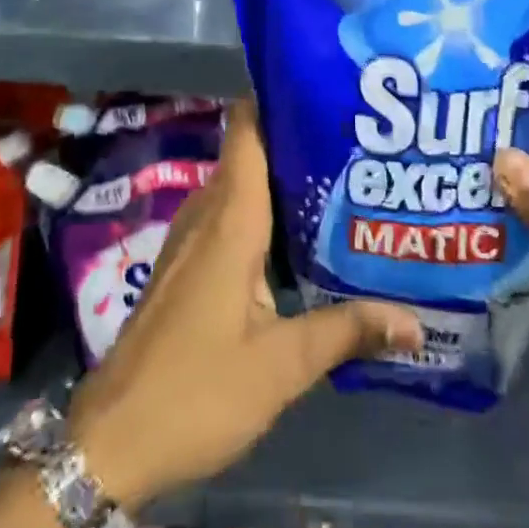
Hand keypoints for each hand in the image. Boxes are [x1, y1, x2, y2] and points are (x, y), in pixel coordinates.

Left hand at [70, 99, 422, 509]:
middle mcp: (208, 215)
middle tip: (356, 139)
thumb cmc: (197, 390)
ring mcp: (193, 240)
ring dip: (283, 179)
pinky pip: (232, 217)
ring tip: (343, 179)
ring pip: (242, 187)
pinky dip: (266, 212)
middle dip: (298, 140)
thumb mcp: (281, 366)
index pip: (246, 129)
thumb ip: (346, 332)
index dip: (278, 98)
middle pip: (252, 153)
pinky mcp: (189, 266)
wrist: (113, 439)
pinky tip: (302, 237)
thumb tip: (415, 319)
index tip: (326, 89)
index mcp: (230, 219)